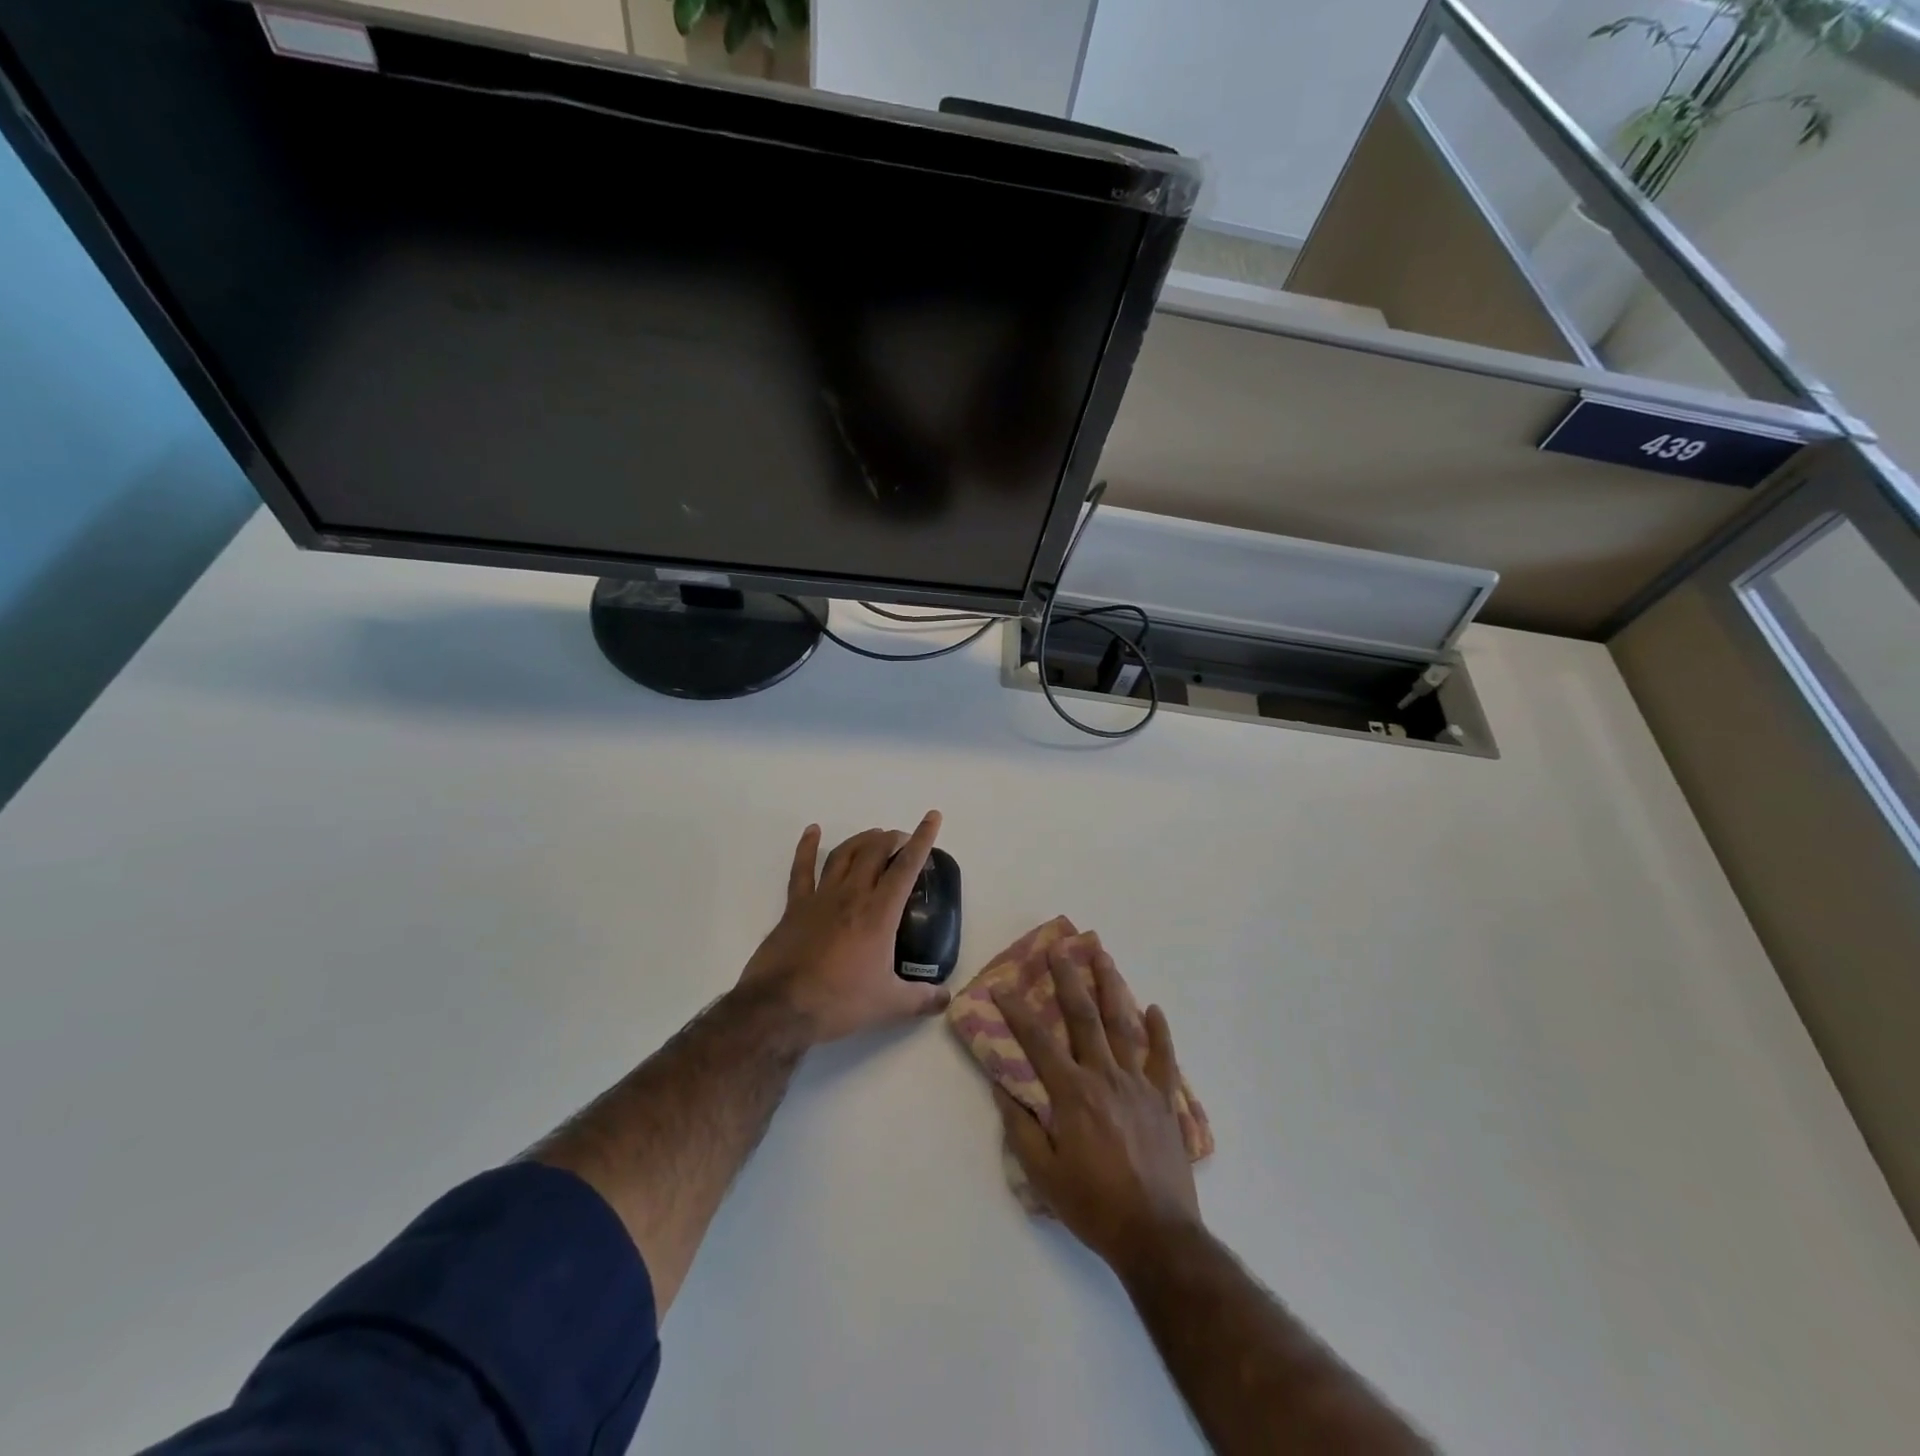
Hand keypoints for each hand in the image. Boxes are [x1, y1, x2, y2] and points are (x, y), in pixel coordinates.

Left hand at [738, 814, 949, 1044]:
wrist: (780, 1007)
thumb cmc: (839, 1002)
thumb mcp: (889, 1004)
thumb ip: (922, 998)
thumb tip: (947, 998)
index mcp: (879, 913)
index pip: (906, 867)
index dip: (922, 839)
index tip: (931, 817)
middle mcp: (852, 895)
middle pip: (874, 852)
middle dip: (891, 839)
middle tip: (902, 840)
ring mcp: (821, 897)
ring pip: (844, 854)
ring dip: (861, 840)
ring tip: (874, 835)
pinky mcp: (795, 906)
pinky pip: (801, 869)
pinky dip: (807, 847)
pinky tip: (812, 831)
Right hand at [994, 939, 1200, 1271]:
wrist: (1157, 1236)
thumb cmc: (1093, 1206)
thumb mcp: (1043, 1174)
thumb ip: (1020, 1127)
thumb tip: (1002, 1086)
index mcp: (1073, 1094)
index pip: (1037, 1042)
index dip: (1017, 1012)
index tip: (1002, 987)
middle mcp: (1105, 1077)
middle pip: (1084, 1017)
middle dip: (1068, 979)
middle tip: (1058, 948)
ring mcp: (1139, 1085)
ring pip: (1123, 1025)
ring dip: (1111, 987)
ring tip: (1102, 956)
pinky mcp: (1164, 1101)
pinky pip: (1163, 1058)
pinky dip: (1160, 1032)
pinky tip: (1154, 1008)